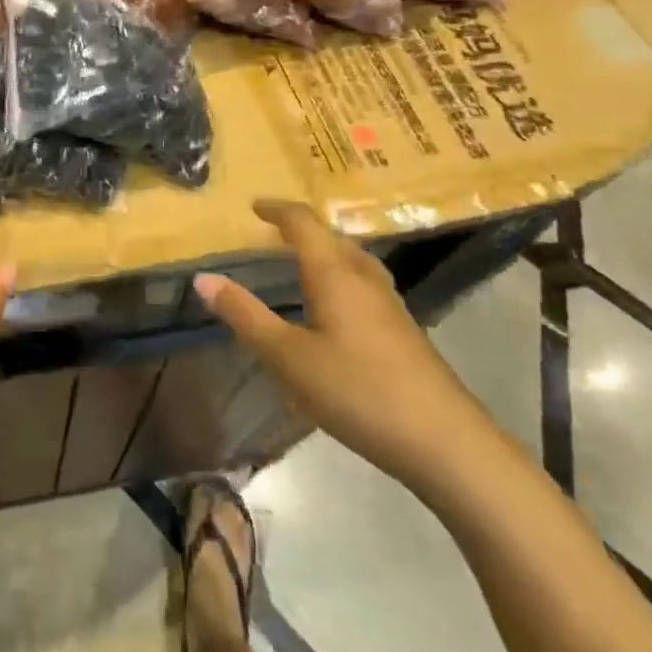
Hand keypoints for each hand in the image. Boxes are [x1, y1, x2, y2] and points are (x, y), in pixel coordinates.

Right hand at [195, 201, 490, 489]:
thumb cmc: (359, 391)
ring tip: (302, 264)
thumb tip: (203, 277)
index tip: (254, 206)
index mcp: (335, 274)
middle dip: (302, 230)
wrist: (448, 444)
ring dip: (326, 254)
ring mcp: (392, 307)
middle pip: (334, 238)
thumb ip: (245, 315)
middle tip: (273, 235)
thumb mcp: (288, 357)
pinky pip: (366, 287)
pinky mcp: (406, 334)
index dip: (278, 210)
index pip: (304, 223)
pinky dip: (341, 280)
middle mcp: (365, 280)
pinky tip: (336, 313)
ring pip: (354, 263)